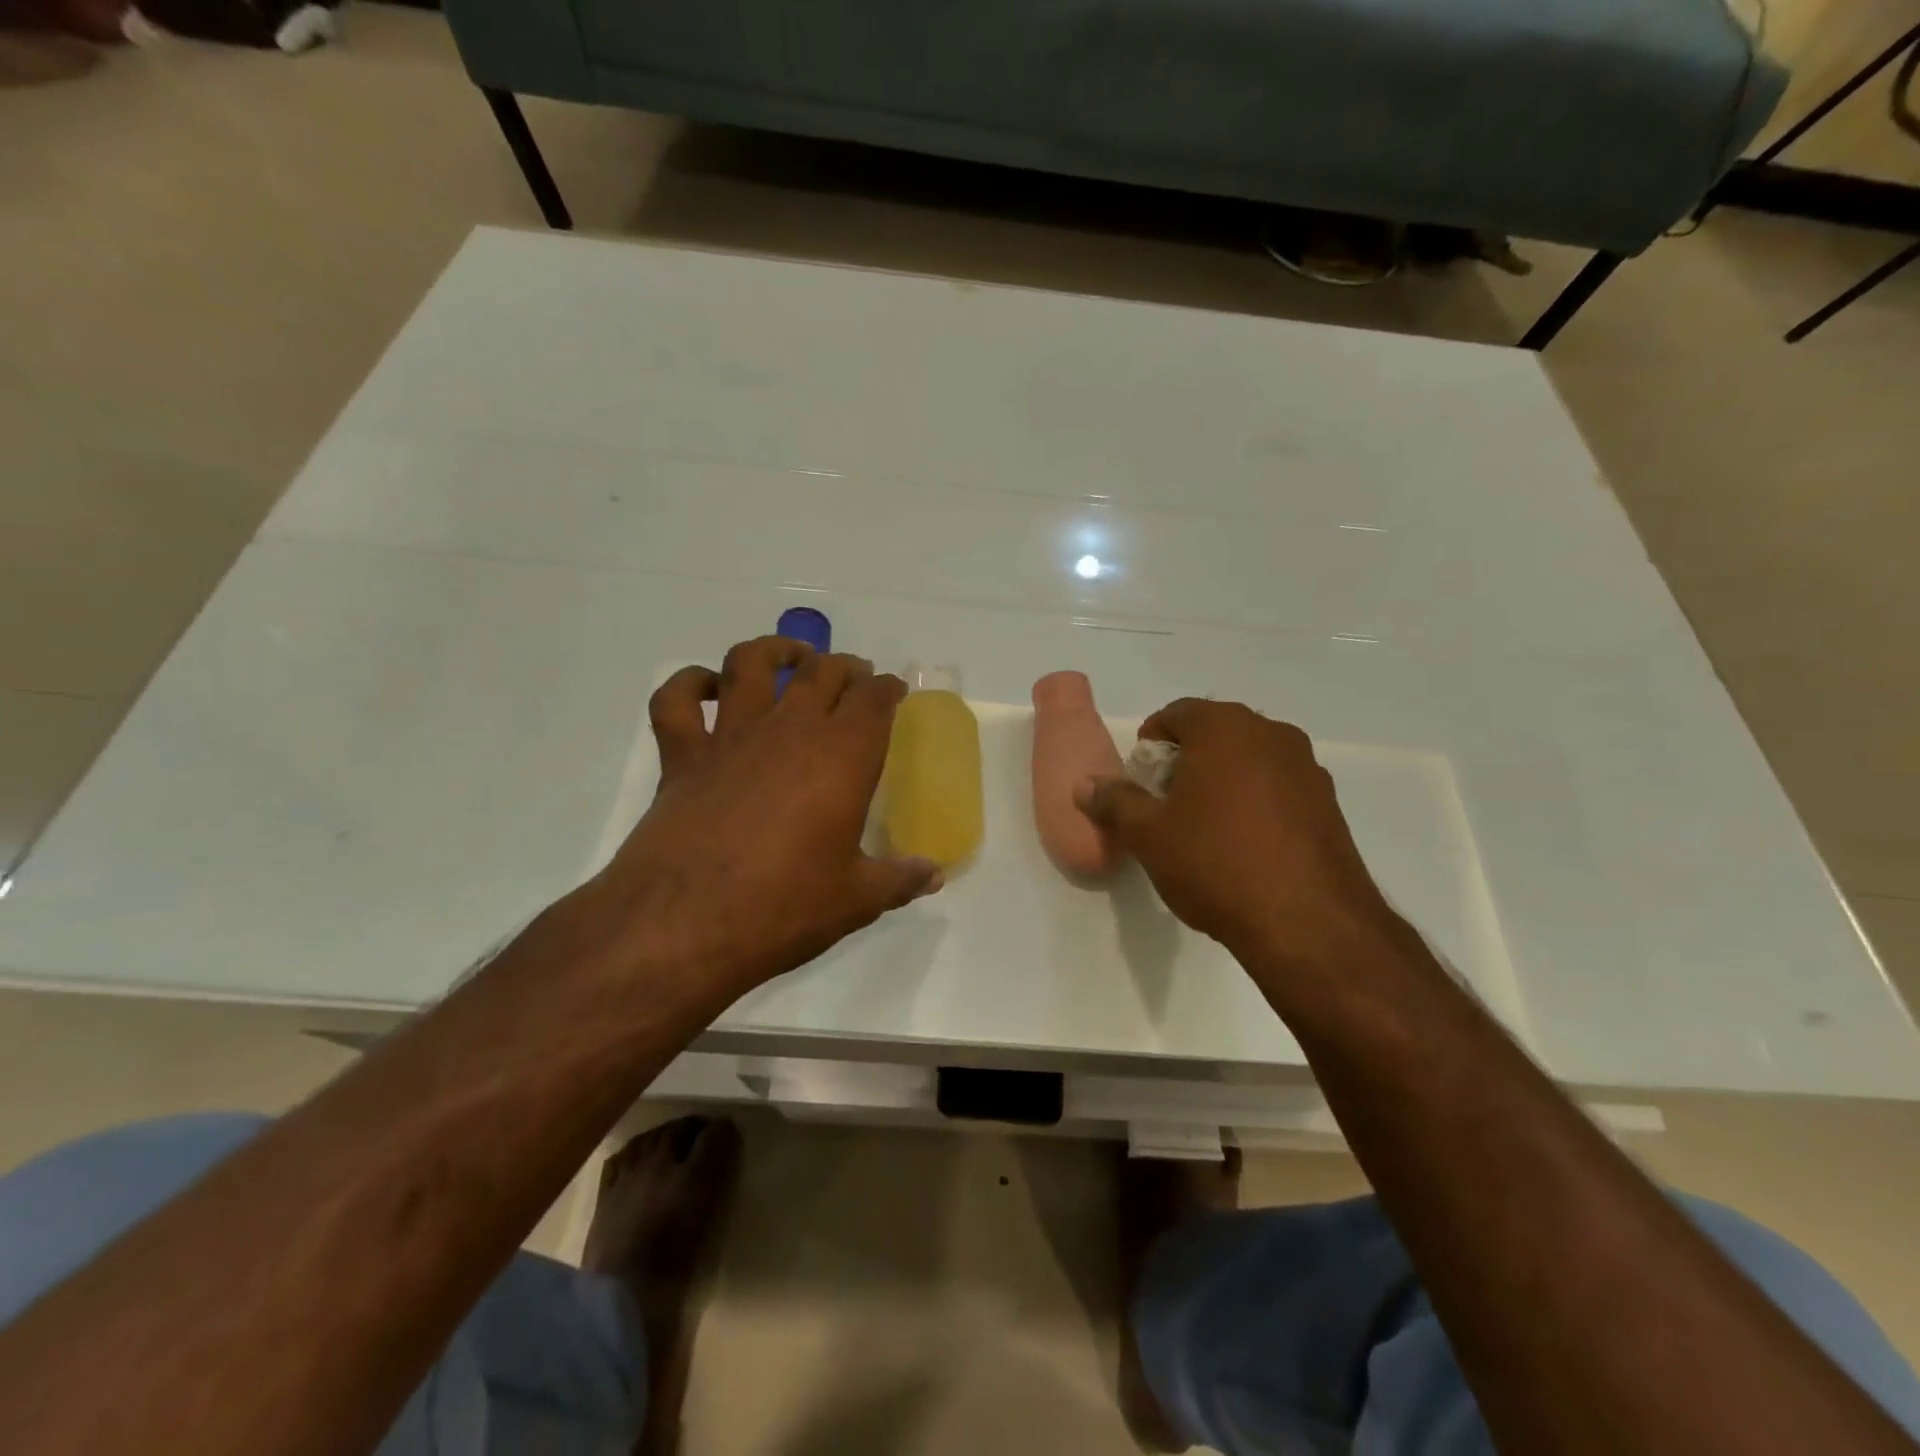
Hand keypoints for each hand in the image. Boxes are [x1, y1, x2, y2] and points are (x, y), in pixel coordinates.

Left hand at [579, 636, 941, 1005]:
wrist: (684, 925)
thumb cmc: (783, 907)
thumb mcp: (855, 900)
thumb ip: (899, 880)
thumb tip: (933, 875)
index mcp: (843, 755)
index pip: (874, 699)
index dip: (888, 689)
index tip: (894, 692)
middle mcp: (790, 729)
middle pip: (823, 671)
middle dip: (845, 667)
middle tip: (854, 679)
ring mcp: (731, 737)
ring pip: (751, 663)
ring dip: (774, 650)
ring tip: (791, 657)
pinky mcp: (682, 756)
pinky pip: (677, 701)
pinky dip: (688, 684)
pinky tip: (705, 687)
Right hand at [1075, 699, 1395, 968]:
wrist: (1308, 924)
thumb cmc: (1215, 863)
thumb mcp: (1148, 835)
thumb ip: (1114, 802)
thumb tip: (1086, 785)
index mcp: (1225, 728)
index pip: (1176, 713)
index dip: (1150, 743)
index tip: (1140, 779)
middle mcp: (1272, 734)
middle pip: (1215, 733)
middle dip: (1185, 761)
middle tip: (1165, 803)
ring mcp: (1307, 768)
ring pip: (1250, 760)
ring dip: (1222, 780)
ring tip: (1204, 828)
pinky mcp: (1329, 804)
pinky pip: (1278, 788)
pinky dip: (1254, 802)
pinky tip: (1244, 846)